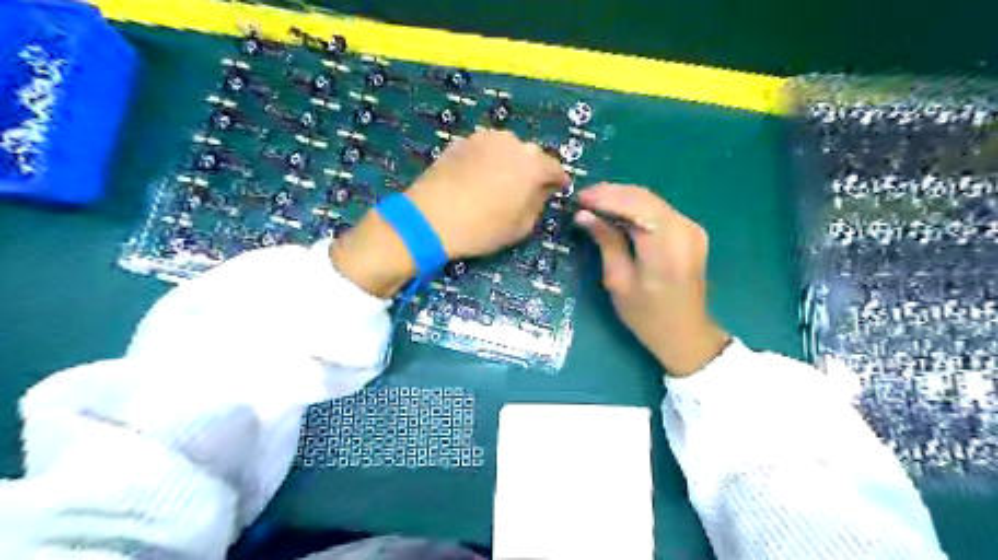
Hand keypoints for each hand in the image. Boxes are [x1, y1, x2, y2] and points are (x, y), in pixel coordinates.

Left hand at [332, 129, 568, 299]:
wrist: (430, 218)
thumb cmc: (482, 228)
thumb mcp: (521, 226)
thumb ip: (538, 204)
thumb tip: (541, 191)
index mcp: (533, 164)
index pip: (555, 169)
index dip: (558, 182)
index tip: (557, 191)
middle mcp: (512, 142)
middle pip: (530, 156)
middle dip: (531, 172)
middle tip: (524, 191)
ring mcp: (484, 138)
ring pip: (506, 150)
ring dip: (508, 163)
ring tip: (498, 184)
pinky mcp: (461, 141)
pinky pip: (483, 150)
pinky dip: (486, 161)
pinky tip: (476, 179)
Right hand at [574, 184, 731, 376]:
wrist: (685, 333)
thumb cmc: (647, 316)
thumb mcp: (618, 281)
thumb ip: (606, 242)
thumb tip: (584, 215)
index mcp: (666, 244)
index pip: (634, 205)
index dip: (605, 196)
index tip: (578, 198)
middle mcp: (684, 229)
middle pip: (644, 197)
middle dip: (611, 194)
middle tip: (582, 200)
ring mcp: (691, 228)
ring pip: (651, 200)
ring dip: (621, 199)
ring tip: (593, 204)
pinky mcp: (690, 232)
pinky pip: (658, 211)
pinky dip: (635, 208)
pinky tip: (615, 214)